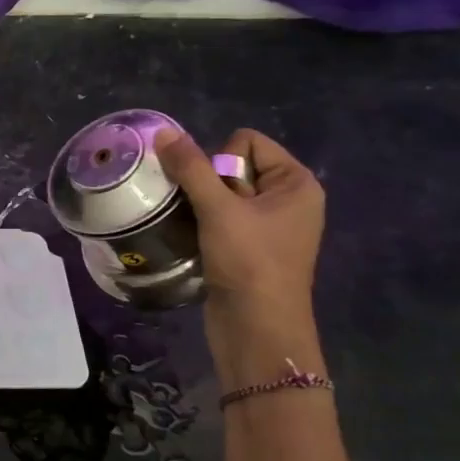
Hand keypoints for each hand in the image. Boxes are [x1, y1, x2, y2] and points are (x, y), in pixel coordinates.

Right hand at [154, 127, 324, 374]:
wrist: (257, 328)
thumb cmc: (249, 263)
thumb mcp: (218, 210)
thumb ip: (191, 168)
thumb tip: (164, 132)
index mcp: (295, 183)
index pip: (246, 143)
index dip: (221, 163)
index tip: (218, 197)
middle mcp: (287, 199)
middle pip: (232, 168)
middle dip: (206, 186)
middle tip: (205, 216)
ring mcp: (269, 226)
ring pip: (220, 196)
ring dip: (199, 207)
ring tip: (193, 228)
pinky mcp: (249, 249)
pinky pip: (219, 220)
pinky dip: (202, 226)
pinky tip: (194, 242)